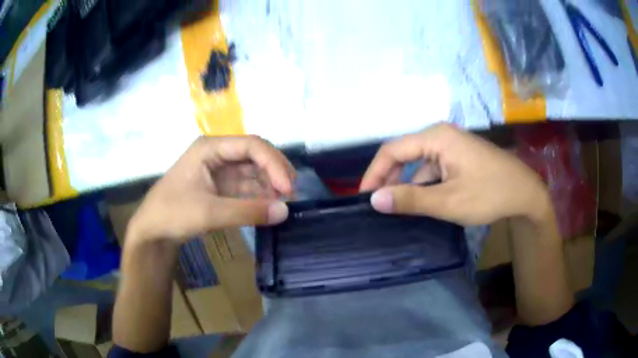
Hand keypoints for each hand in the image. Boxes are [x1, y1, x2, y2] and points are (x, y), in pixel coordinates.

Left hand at [127, 136, 295, 244]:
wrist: (152, 231)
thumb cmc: (173, 214)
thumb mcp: (209, 213)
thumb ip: (247, 212)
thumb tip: (285, 211)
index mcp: (210, 148)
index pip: (251, 145)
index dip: (273, 163)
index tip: (288, 187)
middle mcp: (217, 154)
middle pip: (255, 155)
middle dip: (275, 172)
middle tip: (292, 194)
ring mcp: (220, 171)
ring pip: (253, 172)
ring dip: (270, 185)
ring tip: (286, 202)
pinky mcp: (221, 187)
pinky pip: (247, 187)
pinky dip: (260, 196)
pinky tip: (271, 206)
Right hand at [360, 124, 550, 225]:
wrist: (526, 193)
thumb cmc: (490, 194)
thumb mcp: (448, 201)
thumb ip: (411, 199)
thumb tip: (374, 199)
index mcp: (436, 138)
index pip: (393, 150)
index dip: (374, 173)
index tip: (364, 197)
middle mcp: (441, 136)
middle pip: (404, 154)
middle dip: (390, 179)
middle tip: (379, 205)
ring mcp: (451, 146)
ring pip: (419, 164)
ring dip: (408, 185)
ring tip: (398, 208)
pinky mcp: (459, 158)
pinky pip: (433, 169)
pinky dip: (424, 185)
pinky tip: (422, 203)